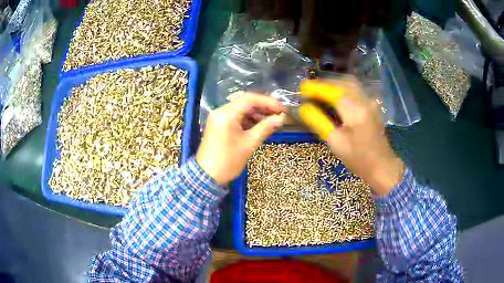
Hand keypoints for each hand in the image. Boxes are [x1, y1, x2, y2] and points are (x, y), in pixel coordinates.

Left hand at [196, 93, 284, 184]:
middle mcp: (221, 111)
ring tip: (271, 121)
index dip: (268, 102)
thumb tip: (281, 118)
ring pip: (241, 109)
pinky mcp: (218, 124)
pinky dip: (248, 119)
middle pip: (245, 102)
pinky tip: (259, 126)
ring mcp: (218, 117)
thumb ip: (266, 127)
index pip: (250, 99)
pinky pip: (235, 117)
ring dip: (256, 113)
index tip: (282, 109)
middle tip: (279, 115)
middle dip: (263, 107)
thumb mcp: (249, 144)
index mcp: (227, 114)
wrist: (207, 176)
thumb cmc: (228, 161)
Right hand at [300, 78, 404, 194]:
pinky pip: (356, 89)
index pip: (332, 92)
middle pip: (342, 83)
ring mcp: (371, 101)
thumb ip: (319, 122)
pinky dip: (343, 88)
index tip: (302, 88)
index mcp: (355, 112)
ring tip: (319, 90)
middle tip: (309, 89)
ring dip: (333, 83)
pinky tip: (335, 94)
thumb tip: (304, 108)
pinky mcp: (373, 104)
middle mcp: (365, 101)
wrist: (381, 165)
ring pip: (350, 83)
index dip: (316, 88)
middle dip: (324, 83)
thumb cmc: (358, 158)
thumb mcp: (335, 142)